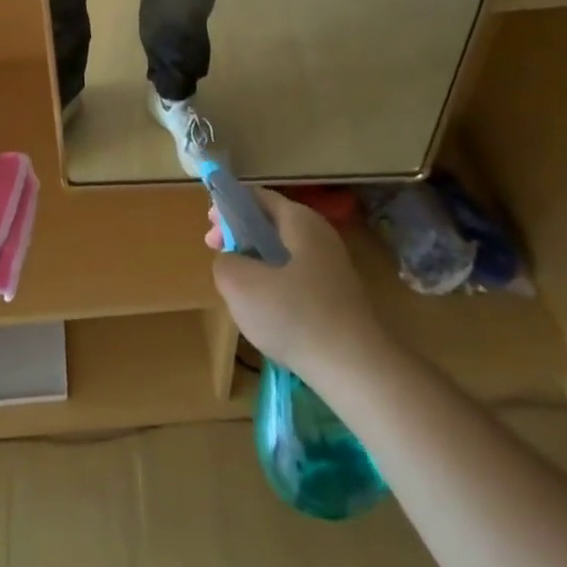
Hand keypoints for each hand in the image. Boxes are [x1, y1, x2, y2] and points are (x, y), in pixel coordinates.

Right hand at [208, 187, 382, 381]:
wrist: (356, 369)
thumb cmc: (294, 315)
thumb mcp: (239, 284)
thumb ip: (224, 261)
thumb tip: (230, 260)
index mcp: (300, 220)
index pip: (257, 197)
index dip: (228, 208)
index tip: (210, 232)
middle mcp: (320, 235)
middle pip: (271, 224)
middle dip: (240, 237)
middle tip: (219, 257)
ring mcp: (332, 267)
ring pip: (283, 253)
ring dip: (256, 263)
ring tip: (238, 288)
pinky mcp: (337, 296)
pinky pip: (297, 279)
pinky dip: (276, 285)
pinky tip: (266, 312)